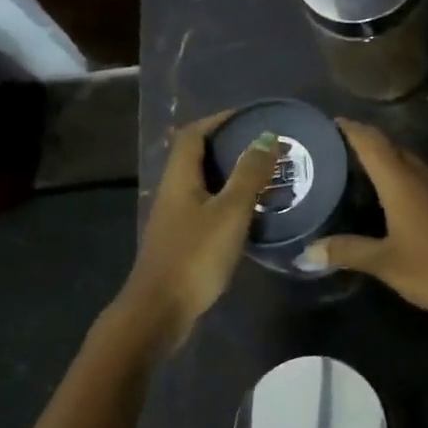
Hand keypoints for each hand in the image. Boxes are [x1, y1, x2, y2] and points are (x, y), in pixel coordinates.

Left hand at [118, 111, 280, 349]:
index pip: (194, 134)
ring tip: (266, 177)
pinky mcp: (182, 241)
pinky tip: (252, 214)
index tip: (251, 117)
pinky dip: (230, 202)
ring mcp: (175, 219)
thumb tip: (266, 138)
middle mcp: (173, 192)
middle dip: (230, 146)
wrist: (160, 310)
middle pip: (198, 157)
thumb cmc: (195, 255)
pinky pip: (208, 208)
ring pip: (204, 184)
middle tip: (266, 147)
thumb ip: (249, 174)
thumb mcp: (230, 211)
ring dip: (232, 175)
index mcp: (179, 178)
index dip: (219, 120)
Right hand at [307, 120, 427, 320]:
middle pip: (391, 148)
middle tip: (335, 152)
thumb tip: (306, 252)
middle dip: (365, 144)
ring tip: (357, 173)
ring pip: (409, 163)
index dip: (351, 129)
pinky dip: (401, 181)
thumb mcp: (386, 262)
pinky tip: (390, 200)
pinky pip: (421, 180)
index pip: (372, 142)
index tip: (329, 123)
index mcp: (402, 181)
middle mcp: (423, 175)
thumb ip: (347, 251)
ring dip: (385, 162)